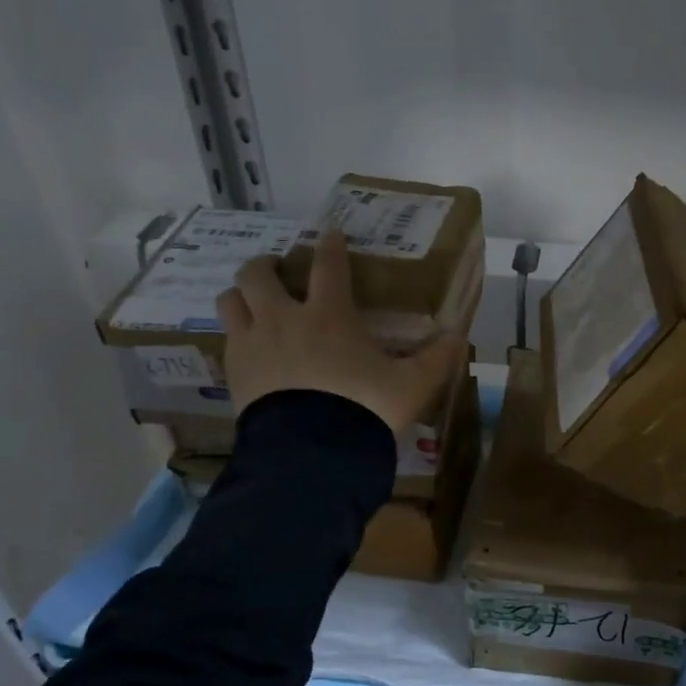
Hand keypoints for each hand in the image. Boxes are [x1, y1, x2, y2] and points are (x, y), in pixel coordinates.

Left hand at [216, 229, 466, 434]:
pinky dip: (237, 336)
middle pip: (257, 274)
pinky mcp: (234, 373)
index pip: (327, 265)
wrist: (313, 452)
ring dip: (241, 296)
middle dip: (265, 265)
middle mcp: (284, 319)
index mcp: (329, 315)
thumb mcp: (412, 385)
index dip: (330, 246)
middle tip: (277, 270)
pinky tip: (251, 349)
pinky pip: (226, 341)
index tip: (330, 234)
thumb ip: (436, 358)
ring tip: (252, 304)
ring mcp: (253, 345)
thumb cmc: (366, 408)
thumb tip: (459, 336)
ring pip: (229, 301)